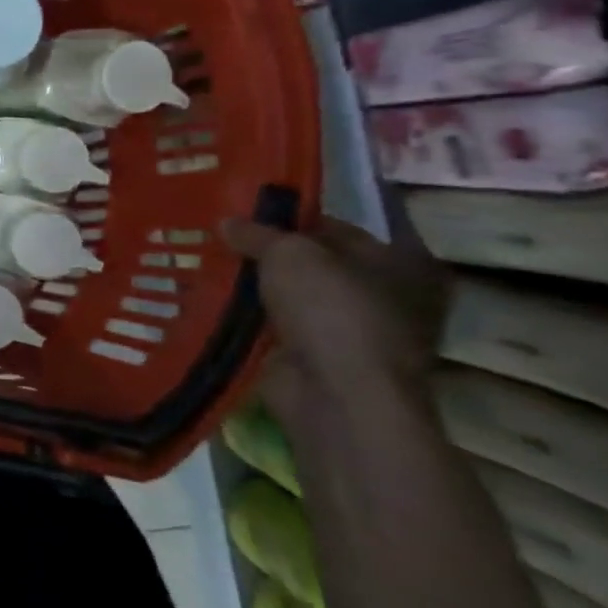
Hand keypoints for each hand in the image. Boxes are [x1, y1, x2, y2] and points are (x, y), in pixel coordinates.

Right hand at [222, 214, 447, 429]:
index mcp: (402, 262)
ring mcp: (354, 334)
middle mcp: (387, 297)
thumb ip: (258, 233)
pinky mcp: (320, 361)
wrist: (336, 394)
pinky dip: (249, 319)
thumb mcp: (288, 253)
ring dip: (255, 289)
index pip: (335, 227)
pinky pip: (276, 329)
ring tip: (205, 266)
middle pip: (312, 265)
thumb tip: (226, 222)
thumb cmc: (331, 310)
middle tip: (219, 239)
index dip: (289, 218)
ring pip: (291, 299)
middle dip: (267, 256)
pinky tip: (212, 302)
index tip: (242, 213)